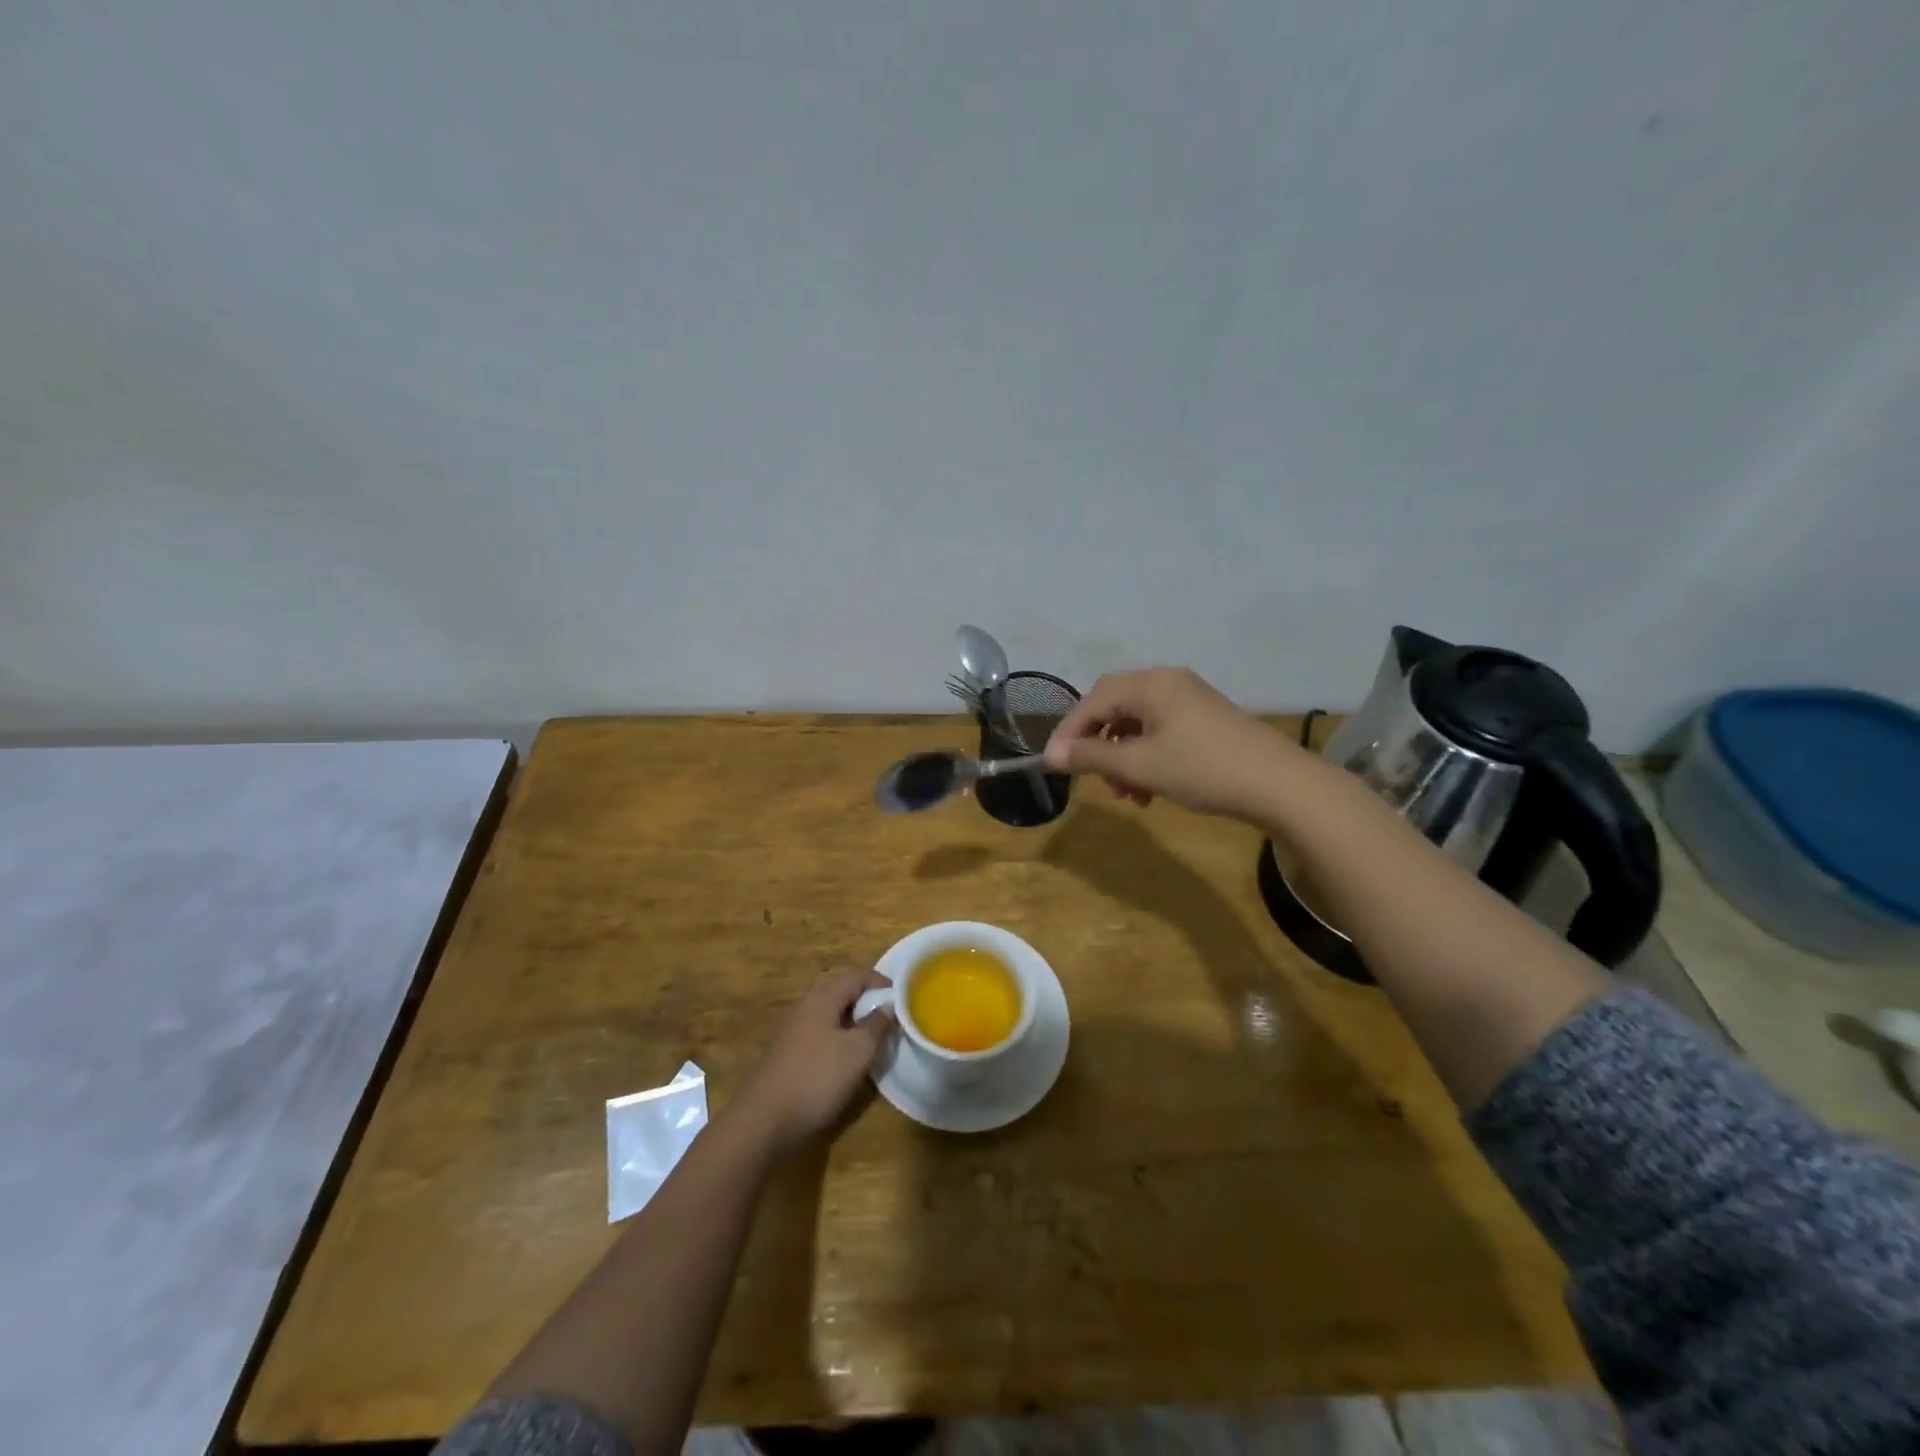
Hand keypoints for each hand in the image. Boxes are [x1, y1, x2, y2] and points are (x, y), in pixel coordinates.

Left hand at [733, 969, 893, 1152]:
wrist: (764, 1121)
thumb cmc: (816, 1078)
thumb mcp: (857, 1051)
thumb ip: (877, 1025)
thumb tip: (888, 1007)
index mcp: (822, 998)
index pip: (857, 975)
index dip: (882, 981)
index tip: (904, 996)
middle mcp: (805, 1007)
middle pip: (841, 990)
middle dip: (867, 998)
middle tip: (890, 1013)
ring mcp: (793, 1031)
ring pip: (830, 1013)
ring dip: (853, 1019)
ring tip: (874, 1035)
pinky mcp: (788, 1054)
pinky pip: (820, 1033)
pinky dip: (839, 1036)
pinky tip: (848, 1057)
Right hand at [1043, 666, 1300, 820]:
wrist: (1280, 785)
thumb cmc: (1202, 769)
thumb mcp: (1140, 765)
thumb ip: (1091, 757)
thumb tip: (1052, 755)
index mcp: (1150, 684)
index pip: (1093, 700)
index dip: (1069, 732)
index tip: (1054, 763)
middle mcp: (1168, 682)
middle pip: (1115, 709)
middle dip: (1099, 746)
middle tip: (1093, 779)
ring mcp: (1190, 700)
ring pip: (1138, 725)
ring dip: (1123, 759)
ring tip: (1127, 795)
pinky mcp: (1205, 720)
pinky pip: (1161, 733)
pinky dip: (1147, 759)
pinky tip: (1151, 791)